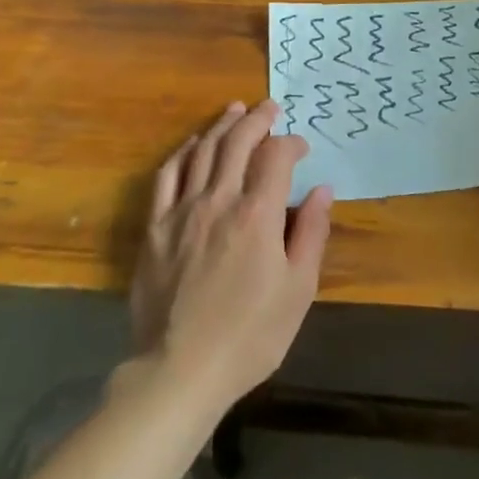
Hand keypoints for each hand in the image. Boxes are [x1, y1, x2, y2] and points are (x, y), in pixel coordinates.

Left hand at [130, 101, 332, 411]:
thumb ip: (312, 233)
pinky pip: (167, 176)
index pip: (276, 157)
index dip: (291, 144)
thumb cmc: (250, 335)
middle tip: (270, 108)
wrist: (180, 370)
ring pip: (203, 151)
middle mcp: (219, 200)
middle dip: (257, 119)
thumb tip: (323, 190)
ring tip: (235, 110)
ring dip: (222, 125)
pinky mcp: (156, 227)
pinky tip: (194, 144)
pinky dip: (184, 152)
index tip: (301, 148)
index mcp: (258, 215)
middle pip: (237, 142)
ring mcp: (182, 211)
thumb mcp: (298, 289)